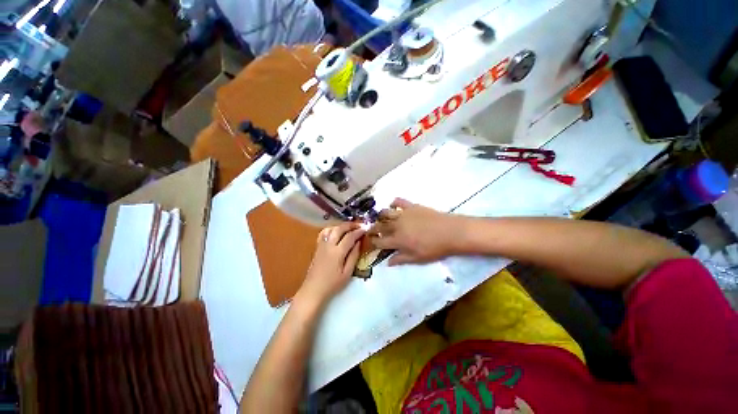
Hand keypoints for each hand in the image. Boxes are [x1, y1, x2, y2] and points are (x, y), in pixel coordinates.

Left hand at [297, 222, 364, 304]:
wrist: (313, 289)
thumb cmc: (332, 284)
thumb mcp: (347, 273)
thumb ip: (354, 256)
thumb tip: (358, 242)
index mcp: (337, 252)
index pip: (349, 237)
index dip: (358, 232)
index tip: (365, 229)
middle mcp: (329, 245)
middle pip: (340, 229)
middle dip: (350, 225)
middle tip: (359, 225)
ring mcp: (321, 245)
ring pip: (331, 228)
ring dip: (341, 226)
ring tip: (349, 227)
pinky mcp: (317, 247)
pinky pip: (324, 233)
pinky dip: (331, 229)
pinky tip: (336, 231)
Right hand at [369, 198, 460, 265]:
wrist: (450, 232)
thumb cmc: (434, 248)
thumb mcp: (417, 258)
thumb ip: (401, 259)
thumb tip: (388, 263)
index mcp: (397, 240)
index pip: (380, 241)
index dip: (373, 241)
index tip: (371, 241)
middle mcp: (397, 226)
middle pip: (380, 226)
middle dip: (373, 228)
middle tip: (371, 229)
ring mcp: (403, 214)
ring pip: (386, 212)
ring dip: (380, 215)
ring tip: (380, 217)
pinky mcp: (411, 206)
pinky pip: (399, 201)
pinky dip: (394, 202)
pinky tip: (393, 205)